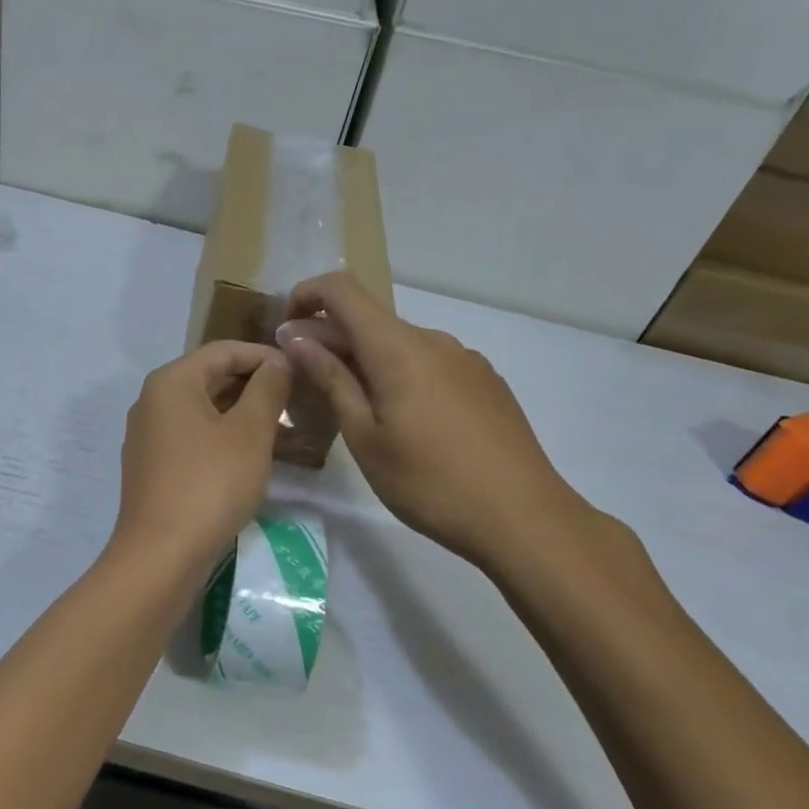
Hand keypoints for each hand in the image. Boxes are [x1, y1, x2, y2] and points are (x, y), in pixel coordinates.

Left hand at [112, 342, 291, 569]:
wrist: (161, 554)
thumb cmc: (210, 484)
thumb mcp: (249, 433)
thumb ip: (267, 390)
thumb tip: (278, 362)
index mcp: (172, 382)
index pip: (224, 351)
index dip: (266, 356)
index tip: (302, 371)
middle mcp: (153, 401)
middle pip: (212, 379)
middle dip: (258, 388)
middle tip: (300, 403)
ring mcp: (149, 435)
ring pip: (206, 412)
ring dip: (246, 417)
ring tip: (288, 434)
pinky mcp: (153, 466)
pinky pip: (195, 439)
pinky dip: (226, 440)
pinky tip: (257, 459)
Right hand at [277, 272, 594, 574]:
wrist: (523, 518)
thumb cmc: (430, 482)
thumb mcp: (365, 436)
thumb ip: (331, 378)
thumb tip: (296, 335)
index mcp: (398, 348)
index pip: (342, 289)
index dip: (306, 296)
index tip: (286, 331)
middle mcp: (433, 339)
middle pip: (370, 319)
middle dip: (330, 339)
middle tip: (307, 384)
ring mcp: (465, 359)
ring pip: (399, 344)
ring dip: (365, 361)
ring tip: (354, 412)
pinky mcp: (484, 381)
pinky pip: (428, 363)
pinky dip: (399, 375)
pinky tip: (404, 423)